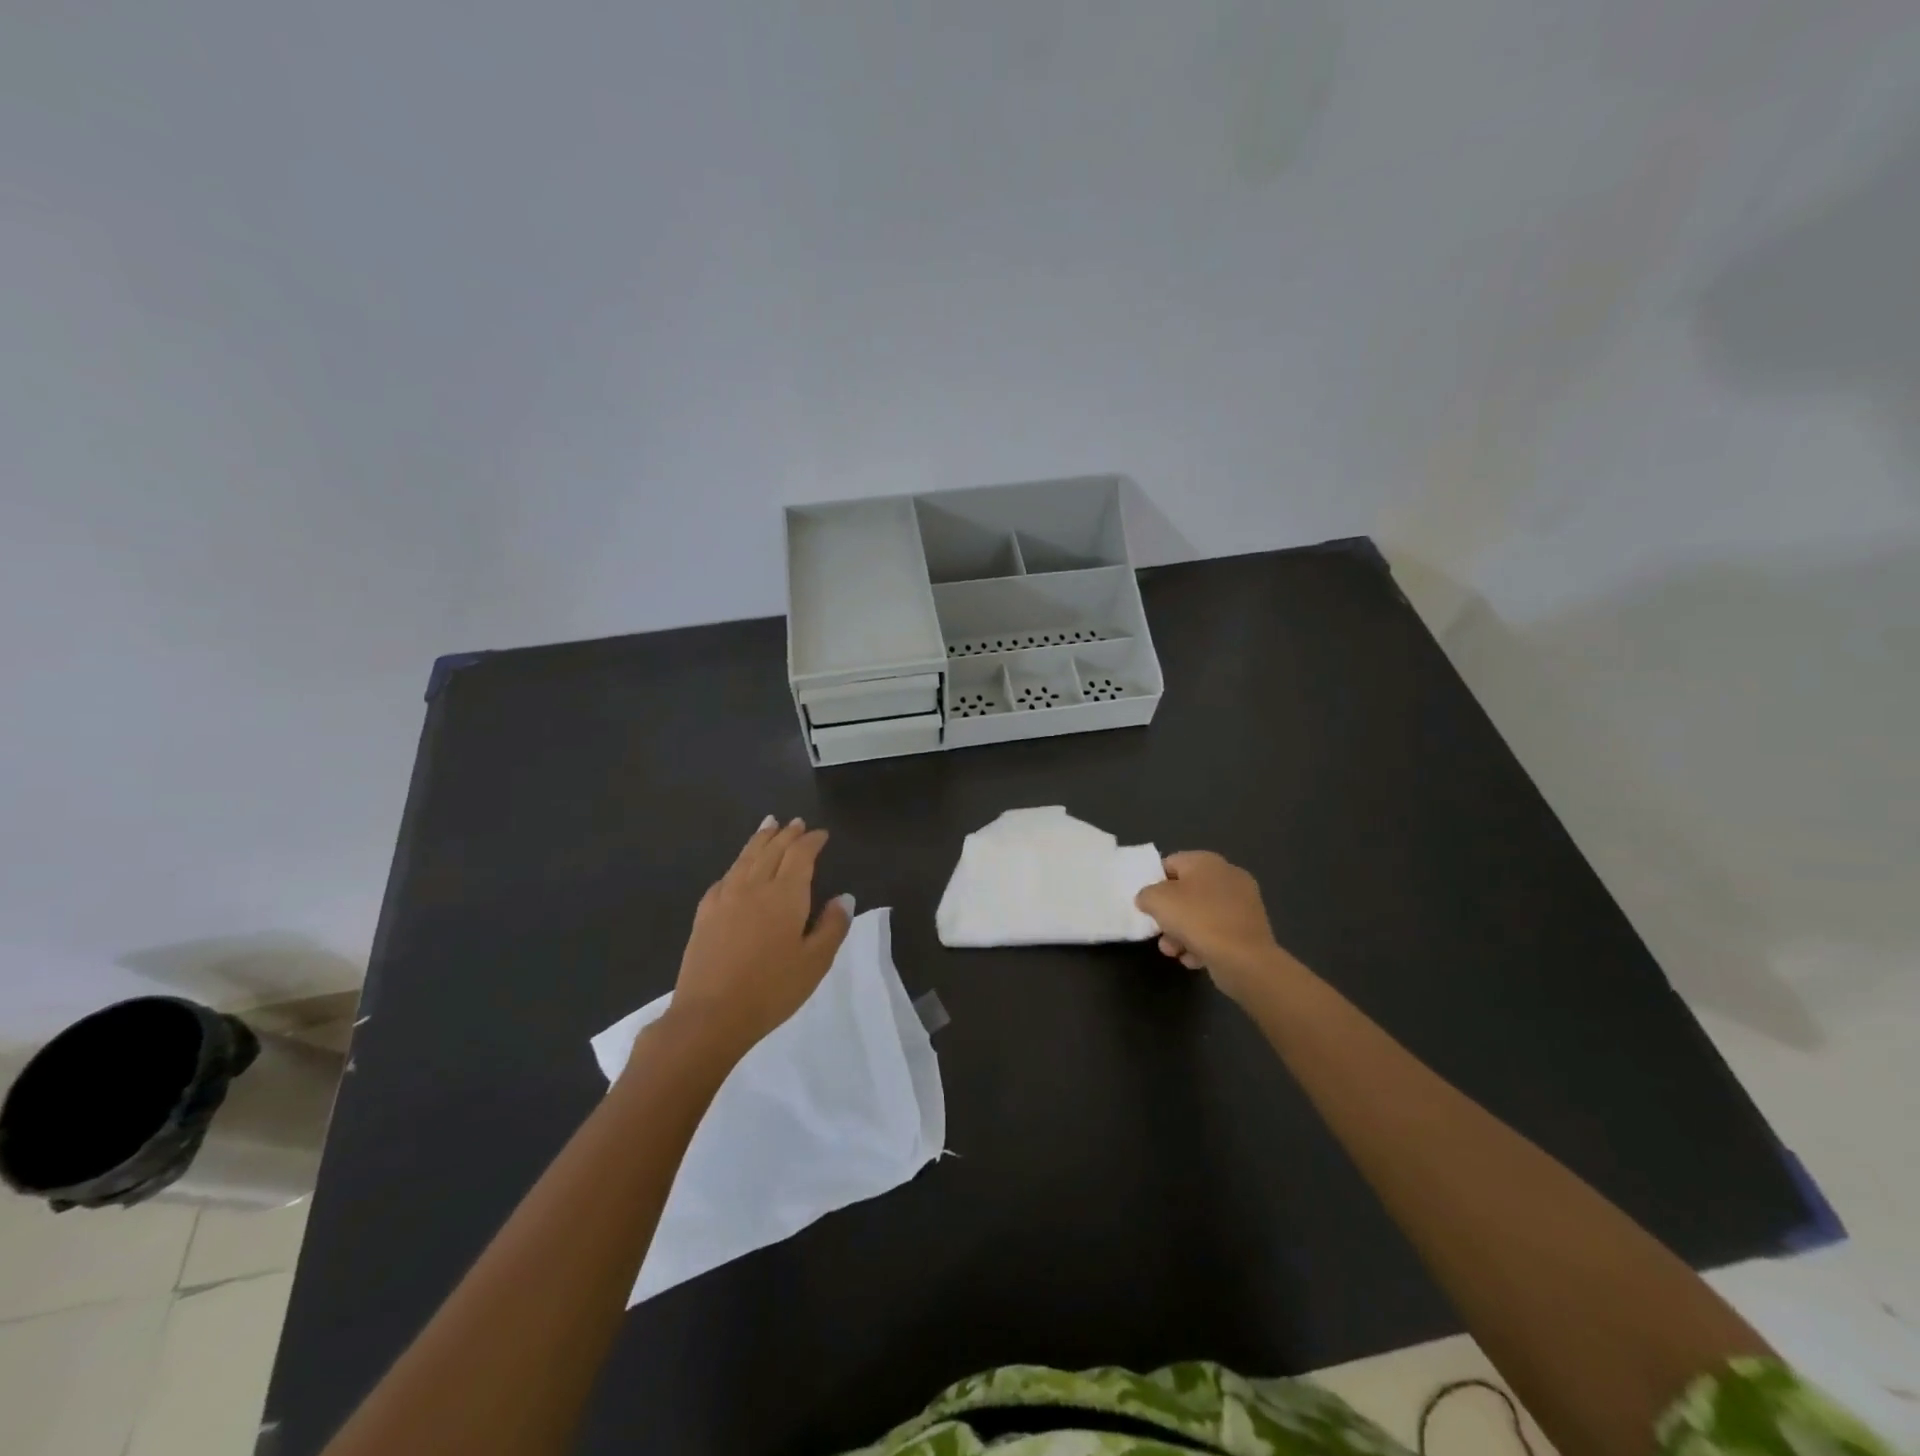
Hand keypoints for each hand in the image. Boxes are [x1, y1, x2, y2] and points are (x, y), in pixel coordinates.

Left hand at [662, 816, 852, 1060]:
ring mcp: (725, 898)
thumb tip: (844, 896)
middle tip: (796, 823)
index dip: (812, 841)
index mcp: (785, 895)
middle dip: (787, 834)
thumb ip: (833, 926)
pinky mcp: (705, 914)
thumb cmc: (771, 990)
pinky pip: (725, 877)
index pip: (801, 855)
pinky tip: (737, 869)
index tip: (821, 834)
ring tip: (768, 825)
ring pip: (746, 858)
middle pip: (772, 850)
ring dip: (760, 839)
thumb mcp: (815, 962)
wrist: (710, 1015)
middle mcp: (754, 886)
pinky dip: (737, 865)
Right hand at [1134, 851, 1283, 1002]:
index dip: (1154, 883)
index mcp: (1206, 861)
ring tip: (1174, 952)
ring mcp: (1242, 903)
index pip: (1170, 864)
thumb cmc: (1198, 920)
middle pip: (1185, 892)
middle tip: (1160, 933)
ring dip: (1182, 934)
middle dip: (1169, 916)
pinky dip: (1204, 944)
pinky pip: (1218, 932)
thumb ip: (1146, 895)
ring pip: (1201, 915)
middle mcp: (1227, 876)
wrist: (1245, 959)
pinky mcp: (1249, 929)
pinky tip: (1194, 959)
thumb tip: (1148, 899)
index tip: (1147, 905)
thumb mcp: (1158, 901)